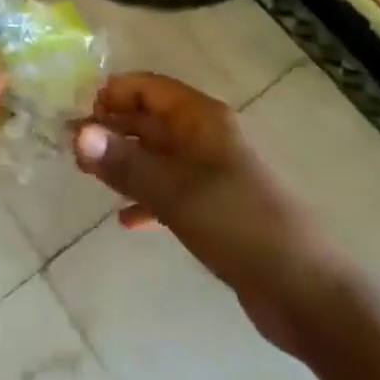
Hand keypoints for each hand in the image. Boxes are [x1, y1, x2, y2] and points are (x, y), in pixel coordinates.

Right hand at [74, 72, 337, 350]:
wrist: (308, 292)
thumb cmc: (240, 225)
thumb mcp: (176, 193)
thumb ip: (125, 163)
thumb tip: (77, 133)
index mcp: (203, 119)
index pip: (150, 87)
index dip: (113, 94)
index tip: (78, 115)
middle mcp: (208, 137)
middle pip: (152, 120)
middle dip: (113, 129)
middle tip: (72, 150)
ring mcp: (214, 174)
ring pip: (159, 157)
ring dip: (126, 163)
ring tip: (87, 178)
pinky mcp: (218, 209)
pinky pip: (173, 192)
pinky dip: (148, 199)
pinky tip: (125, 221)